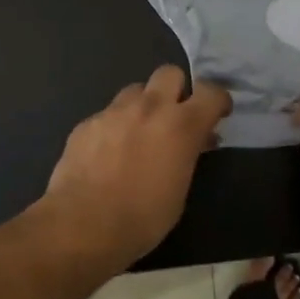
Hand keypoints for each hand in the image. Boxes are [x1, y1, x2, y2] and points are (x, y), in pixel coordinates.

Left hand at [44, 65, 232, 262]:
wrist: (82, 225)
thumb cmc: (142, 218)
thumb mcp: (180, 190)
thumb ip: (188, 155)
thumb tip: (196, 142)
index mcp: (180, 125)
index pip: (211, 92)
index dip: (218, 100)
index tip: (217, 114)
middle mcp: (148, 108)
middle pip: (169, 73)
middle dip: (176, 90)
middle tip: (173, 117)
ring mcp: (113, 112)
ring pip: (135, 90)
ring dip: (143, 106)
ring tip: (138, 133)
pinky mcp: (86, 123)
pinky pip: (108, 114)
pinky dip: (114, 126)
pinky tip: (107, 153)